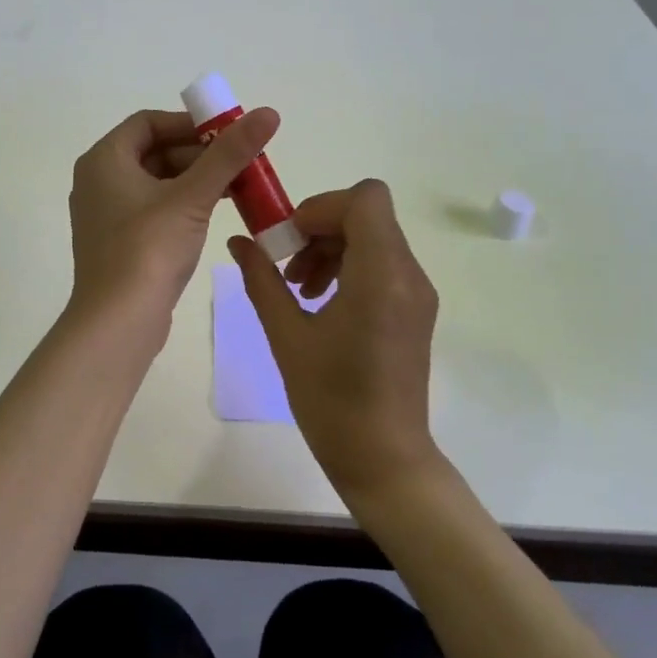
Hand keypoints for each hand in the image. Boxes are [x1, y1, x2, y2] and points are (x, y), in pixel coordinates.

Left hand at [68, 106, 282, 335]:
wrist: (118, 321)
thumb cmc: (148, 248)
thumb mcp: (193, 197)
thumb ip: (229, 154)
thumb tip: (268, 113)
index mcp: (104, 159)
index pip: (148, 122)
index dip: (189, 124)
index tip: (227, 134)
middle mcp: (99, 180)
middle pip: (155, 151)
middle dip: (200, 155)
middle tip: (240, 163)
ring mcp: (107, 213)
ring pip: (158, 181)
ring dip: (196, 180)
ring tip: (238, 188)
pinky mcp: (119, 241)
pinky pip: (154, 208)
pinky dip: (184, 204)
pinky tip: (214, 214)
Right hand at [228, 179, 440, 496]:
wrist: (383, 459)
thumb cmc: (331, 400)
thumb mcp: (286, 336)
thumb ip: (262, 280)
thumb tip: (239, 242)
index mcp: (381, 275)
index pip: (364, 198)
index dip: (321, 207)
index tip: (288, 240)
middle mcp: (408, 274)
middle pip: (366, 215)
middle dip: (319, 229)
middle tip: (285, 267)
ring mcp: (417, 292)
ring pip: (373, 237)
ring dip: (331, 248)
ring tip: (298, 289)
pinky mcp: (415, 310)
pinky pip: (381, 264)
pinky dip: (348, 267)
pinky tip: (320, 303)